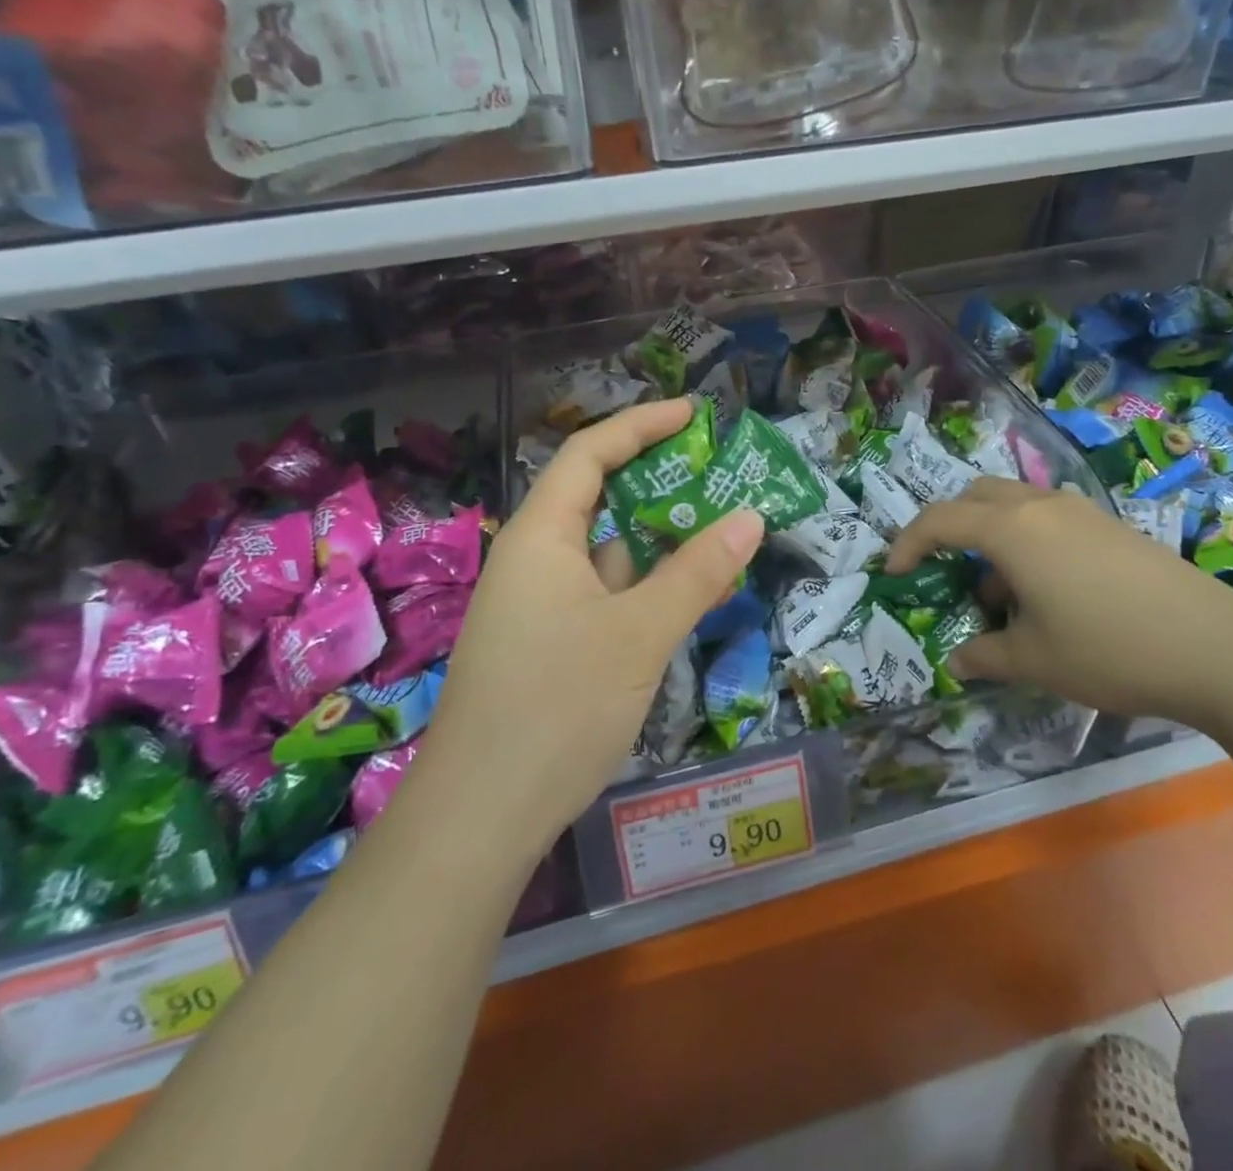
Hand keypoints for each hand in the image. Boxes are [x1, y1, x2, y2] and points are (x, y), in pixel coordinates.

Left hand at [413, 400, 764, 859]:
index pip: (589, 454)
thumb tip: (751, 517)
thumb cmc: (558, 707)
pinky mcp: (548, 645)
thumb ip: (697, 572)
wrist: (481, 816)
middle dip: (656, 480)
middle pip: (597, 498)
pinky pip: (603, 593)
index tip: (693, 414)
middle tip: (718, 473)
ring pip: (605, 552)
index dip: (640, 424)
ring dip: (656, 538)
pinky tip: (684, 595)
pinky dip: (644, 584)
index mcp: (541, 537)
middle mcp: (534, 561)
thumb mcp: (640, 633)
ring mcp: (538, 606)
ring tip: (717, 527)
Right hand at [885, 478, 1232, 732]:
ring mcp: (1081, 511)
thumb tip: (957, 661)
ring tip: (1000, 596)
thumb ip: (985, 655)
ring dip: (991, 538)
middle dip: (949, 528)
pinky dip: (1027, 543)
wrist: (1219, 648)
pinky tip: (1047, 593)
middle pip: (975, 496)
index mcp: (1011, 529)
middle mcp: (1041, 506)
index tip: (894, 573)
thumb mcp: (1034, 660)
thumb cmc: (1109, 650)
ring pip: (1014, 505)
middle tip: (943, 569)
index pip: (940, 520)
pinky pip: (1048, 519)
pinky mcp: (1111, 526)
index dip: (908, 543)